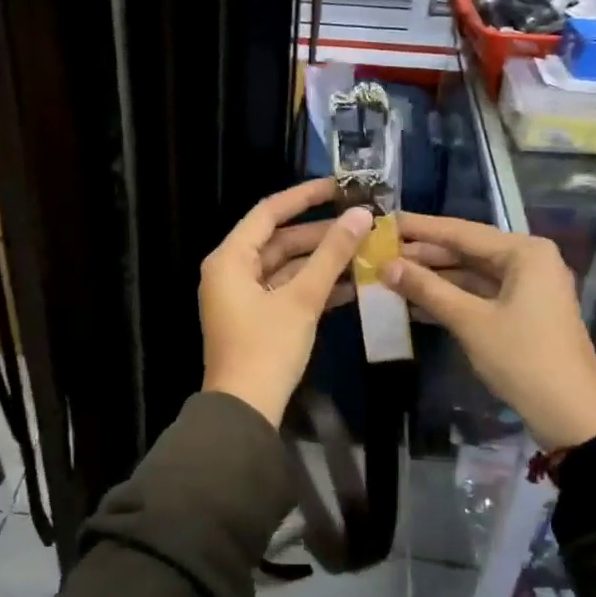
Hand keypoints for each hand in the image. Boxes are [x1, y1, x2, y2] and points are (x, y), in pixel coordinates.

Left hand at [200, 178, 373, 425]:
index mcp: (230, 258)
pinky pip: (287, 290)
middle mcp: (231, 271)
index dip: (304, 196)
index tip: (339, 186)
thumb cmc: (267, 348)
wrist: (245, 410)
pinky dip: (315, 286)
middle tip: (362, 222)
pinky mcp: (257, 317)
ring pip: (287, 266)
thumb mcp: (302, 299)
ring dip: (323, 261)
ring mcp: (243, 296)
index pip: (268, 212)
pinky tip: (353, 283)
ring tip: (365, 250)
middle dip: (321, 233)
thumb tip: (361, 215)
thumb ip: (332, 254)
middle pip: (280, 240)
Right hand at [384, 214, 595, 452]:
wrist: (570, 413)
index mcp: (524, 252)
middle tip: (380, 252)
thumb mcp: (470, 321)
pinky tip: (415, 302)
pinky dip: (451, 297)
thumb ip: (427, 289)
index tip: (385, 222)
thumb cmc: (522, 358)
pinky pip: (480, 294)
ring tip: (390, 276)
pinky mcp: (523, 311)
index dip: (420, 228)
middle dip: (424, 254)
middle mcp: (529, 260)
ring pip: (471, 273)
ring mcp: (528, 287)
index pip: (461, 231)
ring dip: (434, 277)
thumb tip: (386, 266)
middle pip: (467, 250)